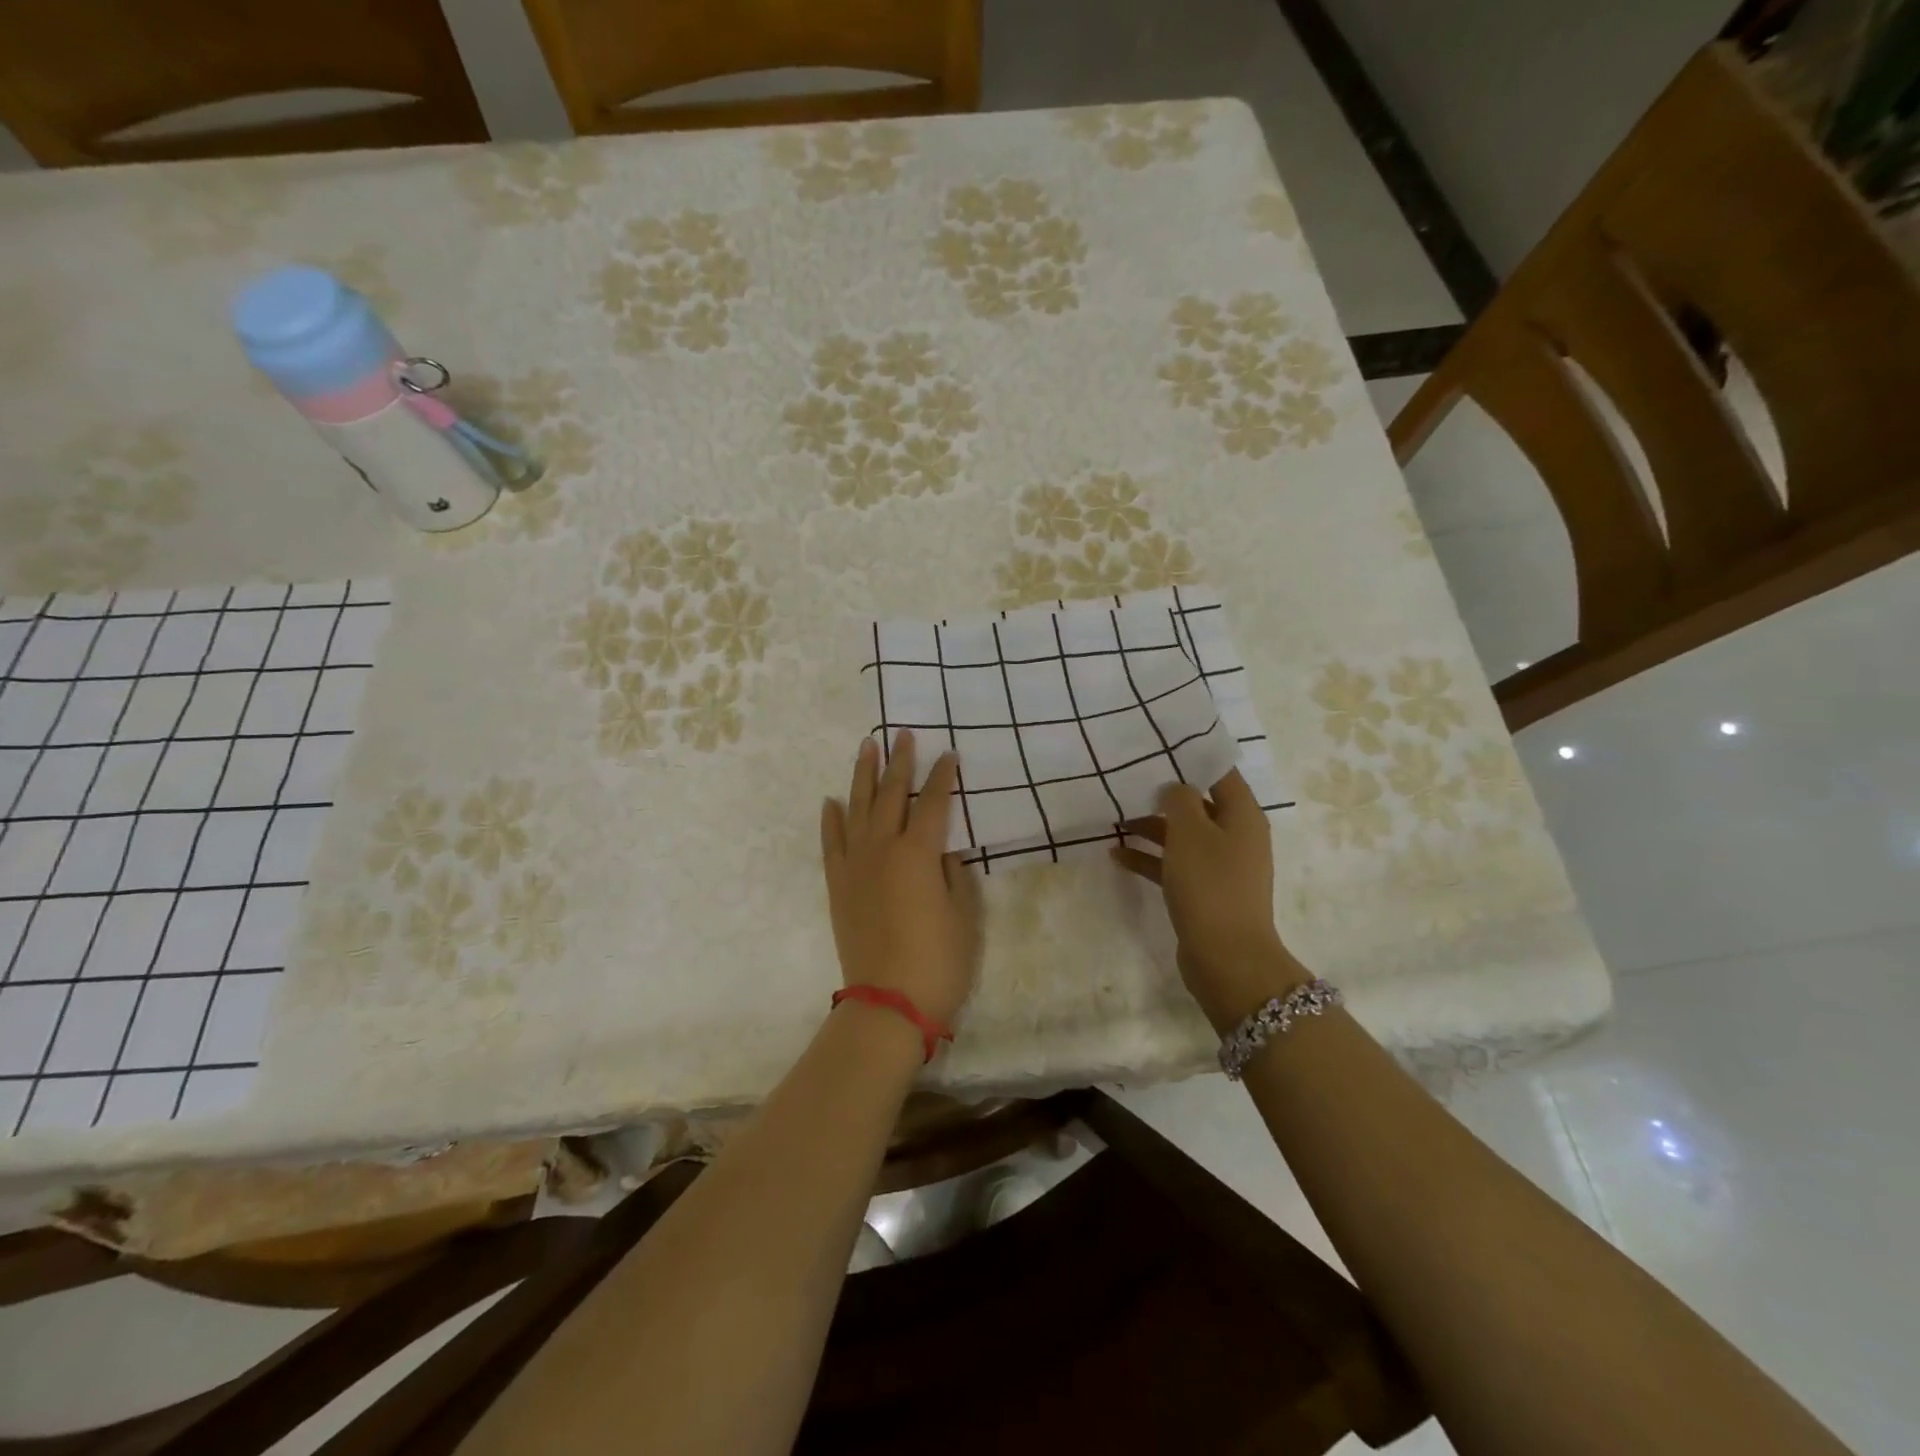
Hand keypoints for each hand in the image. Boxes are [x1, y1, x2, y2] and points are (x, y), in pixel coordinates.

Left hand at [821, 730, 981, 1028]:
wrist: (888, 1002)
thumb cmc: (938, 961)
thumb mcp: (964, 915)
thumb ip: (955, 873)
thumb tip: (944, 850)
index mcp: (919, 853)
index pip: (933, 803)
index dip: (944, 778)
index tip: (949, 755)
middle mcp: (883, 849)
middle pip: (891, 795)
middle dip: (899, 762)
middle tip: (903, 735)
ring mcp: (855, 865)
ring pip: (857, 808)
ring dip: (862, 775)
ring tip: (866, 746)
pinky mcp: (837, 884)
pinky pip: (831, 842)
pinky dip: (830, 819)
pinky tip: (831, 800)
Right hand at [1112, 769, 1308, 1031]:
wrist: (1226, 957)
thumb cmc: (1210, 884)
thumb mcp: (1190, 832)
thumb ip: (1179, 800)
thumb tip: (1175, 788)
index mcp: (1242, 816)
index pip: (1219, 774)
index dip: (1191, 759)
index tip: (1157, 748)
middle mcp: (1236, 837)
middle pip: (1198, 805)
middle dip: (1163, 795)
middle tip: (1127, 782)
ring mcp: (1220, 867)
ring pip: (1183, 836)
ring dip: (1151, 828)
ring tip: (1114, 819)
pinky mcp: (1204, 893)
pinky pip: (1174, 866)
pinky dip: (1149, 859)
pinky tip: (1117, 855)